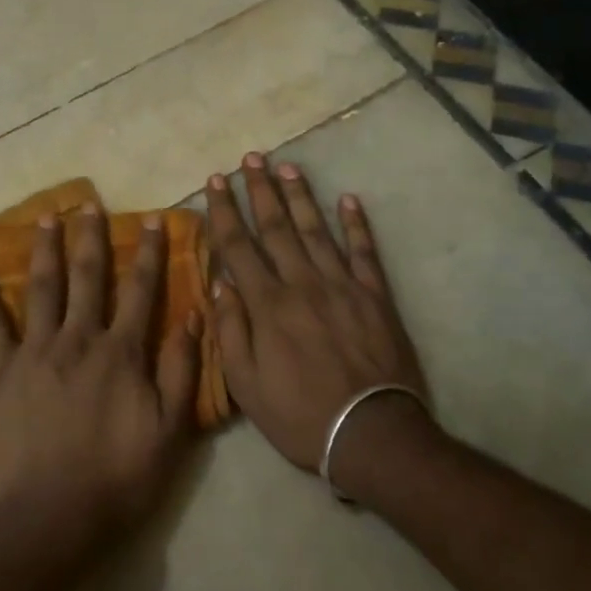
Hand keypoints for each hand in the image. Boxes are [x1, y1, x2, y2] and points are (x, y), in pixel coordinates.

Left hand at [0, 204, 201, 554]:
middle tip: (88, 202)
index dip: (148, 253)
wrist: (51, 517)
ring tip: (45, 218)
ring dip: (45, 250)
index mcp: (122, 352)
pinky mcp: (2, 373)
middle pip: (87, 278)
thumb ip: (182, 371)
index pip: (141, 291)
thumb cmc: (118, 478)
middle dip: (91, 238)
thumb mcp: (170, 431)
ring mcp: (36, 353)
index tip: (151, 220)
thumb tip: (193, 317)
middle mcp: (79, 339)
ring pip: (42, 289)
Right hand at [206, 153, 431, 482]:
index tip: (215, 181)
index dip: (224, 211)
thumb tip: (220, 283)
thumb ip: (231, 331)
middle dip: (260, 190)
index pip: (239, 247)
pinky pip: (364, 252)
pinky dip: (356, 224)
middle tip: (250, 158)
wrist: (370, 432)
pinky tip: (348, 199)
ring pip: (316, 230)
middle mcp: (302, 284)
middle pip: (277, 227)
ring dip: (301, 196)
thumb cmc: (298, 414)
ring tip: (288, 167)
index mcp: (267, 305)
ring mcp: (342, 286)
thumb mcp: (246, 385)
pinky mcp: (375, 296)